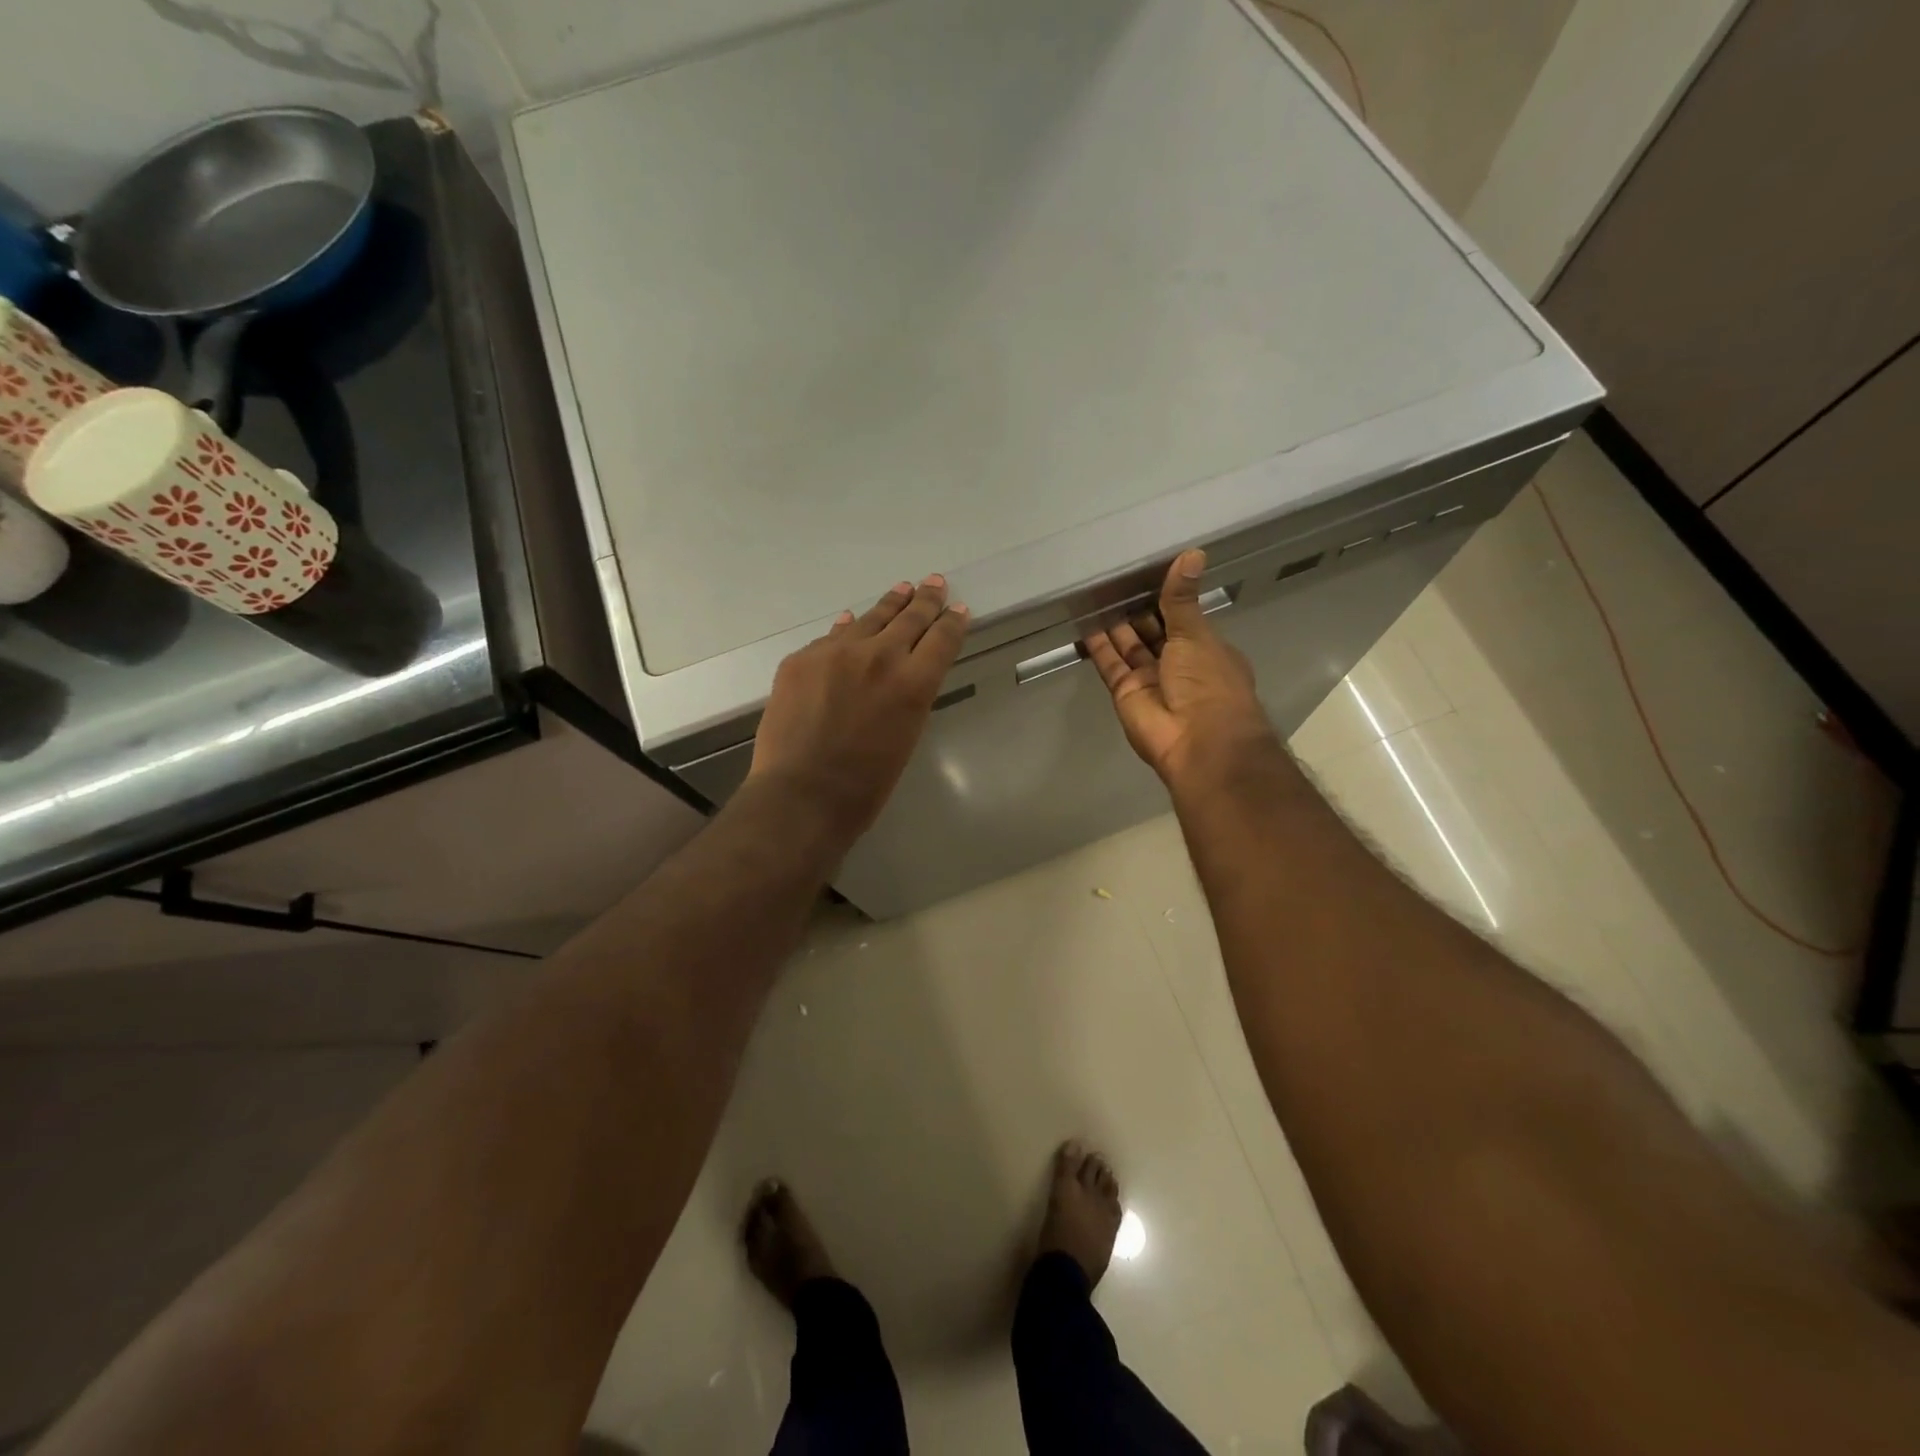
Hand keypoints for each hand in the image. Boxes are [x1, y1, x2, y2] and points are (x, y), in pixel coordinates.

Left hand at [749, 574, 969, 844]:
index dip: (953, 622)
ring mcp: (835, 654)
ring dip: (890, 604)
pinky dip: (847, 630)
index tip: (959, 609)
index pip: (941, 639)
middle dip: (926, 601)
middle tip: (934, 583)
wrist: (801, 795)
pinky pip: (831, 638)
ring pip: (869, 620)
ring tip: (902, 590)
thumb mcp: (905, 737)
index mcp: (913, 684)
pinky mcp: (801, 660)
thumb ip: (908, 698)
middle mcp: (879, 657)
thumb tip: (903, 672)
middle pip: (909, 619)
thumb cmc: (864, 785)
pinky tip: (852, 621)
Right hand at [1083, 550, 1280, 789]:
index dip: (1166, 598)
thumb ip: (1182, 598)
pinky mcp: (1126, 693)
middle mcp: (1178, 664)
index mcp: (1205, 649)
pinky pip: (1110, 664)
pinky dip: (1098, 646)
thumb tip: (1192, 553)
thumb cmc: (1207, 682)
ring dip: (1115, 624)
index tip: (1147, 573)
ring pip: (1129, 647)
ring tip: (1095, 594)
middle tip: (1113, 578)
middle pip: (1153, 632)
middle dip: (1136, 610)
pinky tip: (1085, 621)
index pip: (1182, 618)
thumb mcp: (1196, 633)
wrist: (1197, 740)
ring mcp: (1150, 680)